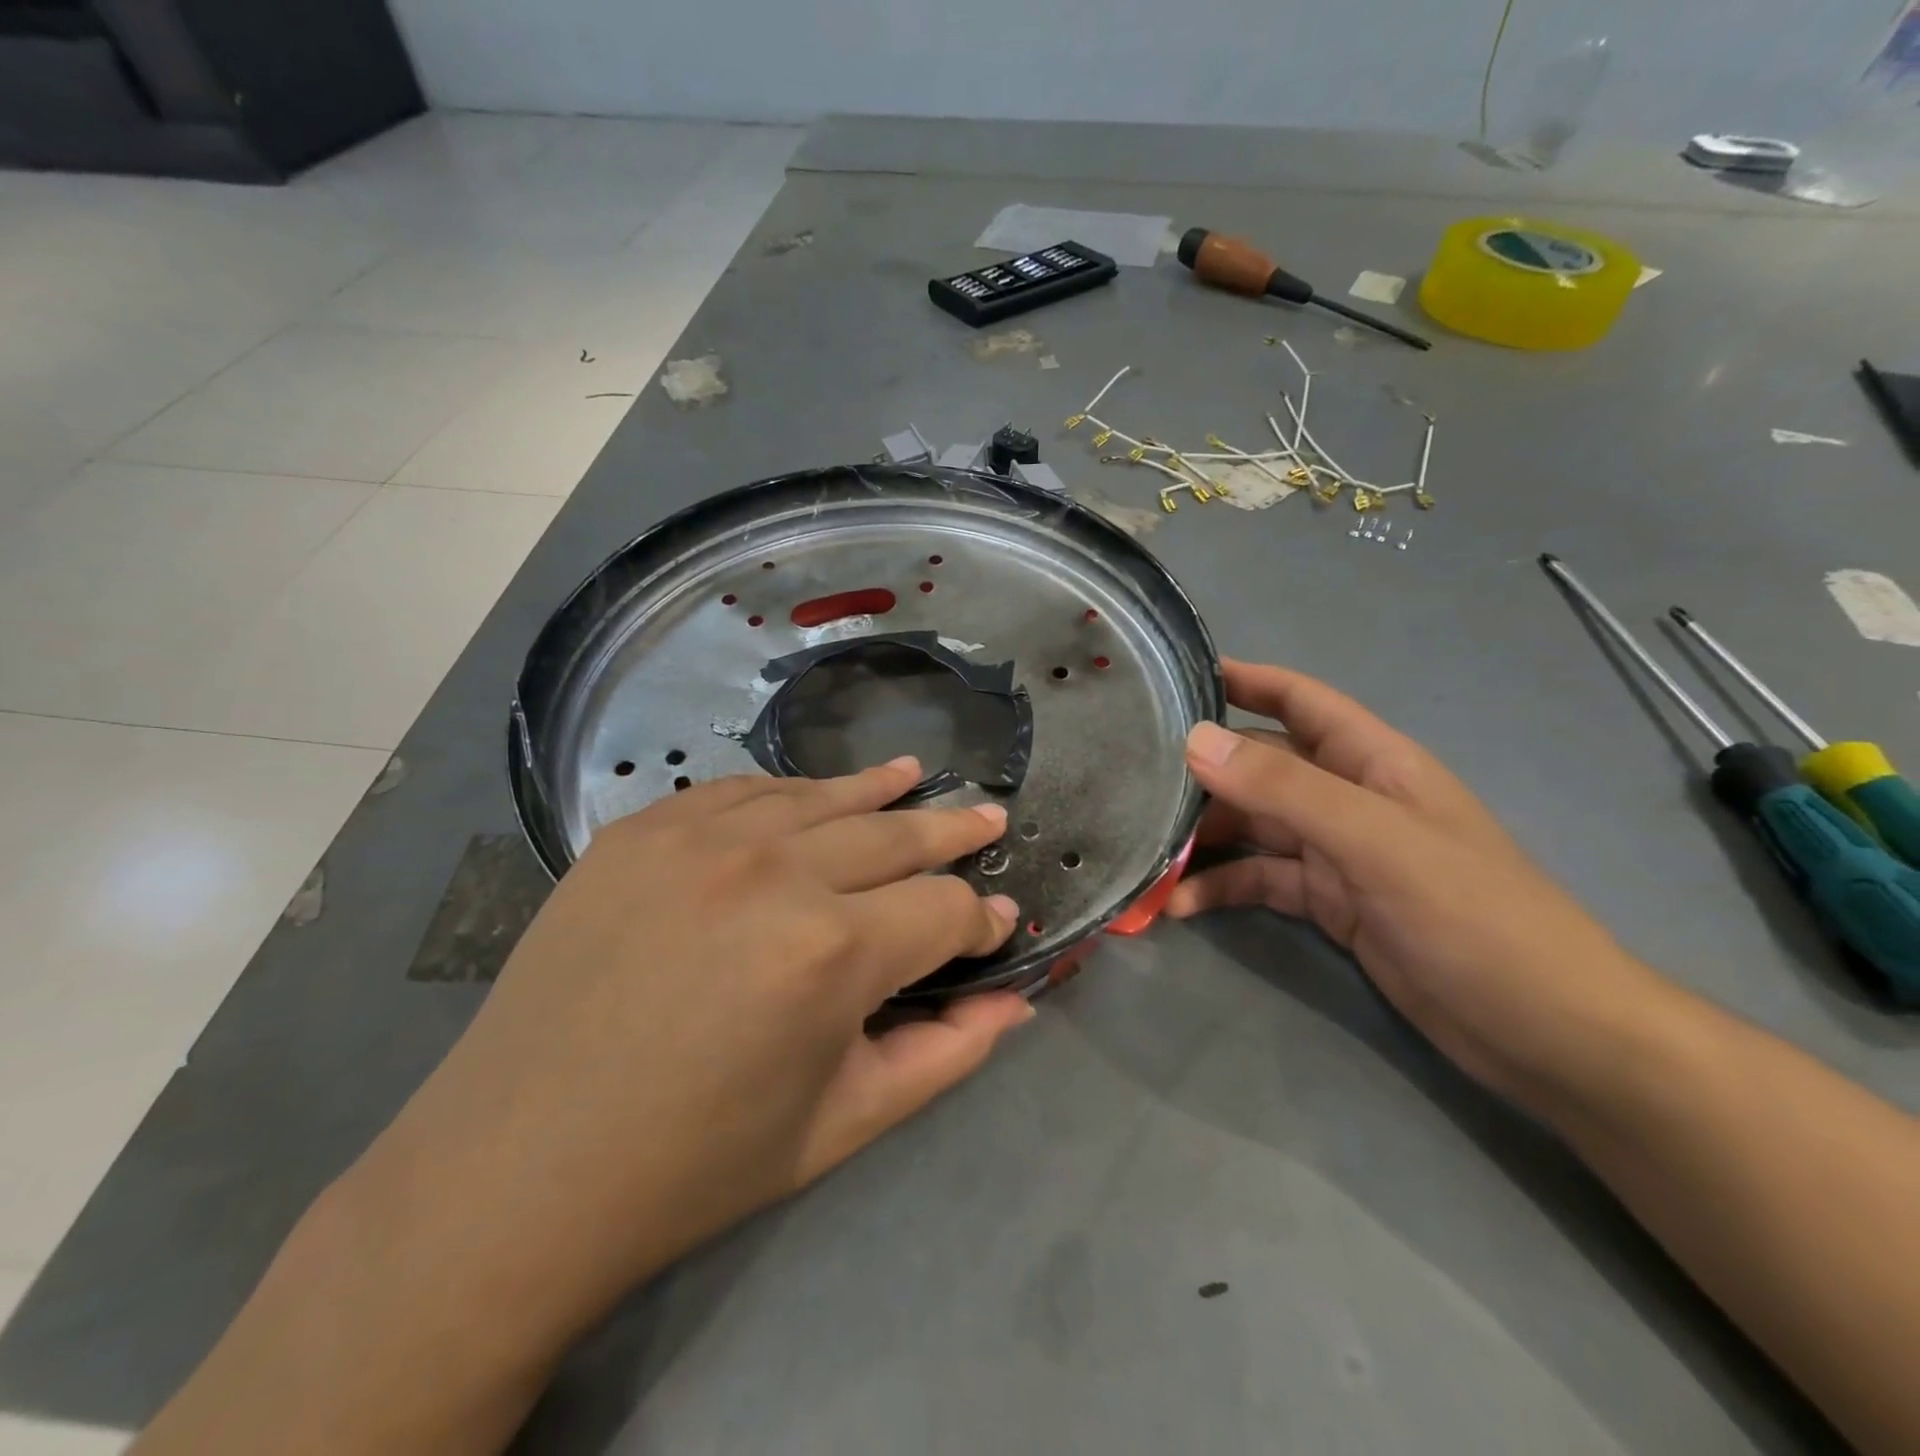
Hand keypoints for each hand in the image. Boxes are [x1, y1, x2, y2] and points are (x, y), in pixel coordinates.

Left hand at [358, 758, 1028, 1339]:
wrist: (516, 1170)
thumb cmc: (696, 1164)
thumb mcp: (842, 1124)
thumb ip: (945, 1054)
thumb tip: (1016, 1000)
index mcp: (832, 953)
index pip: (944, 910)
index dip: (980, 921)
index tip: (996, 926)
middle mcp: (774, 871)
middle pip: (896, 834)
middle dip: (953, 832)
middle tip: (989, 818)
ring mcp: (700, 838)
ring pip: (822, 796)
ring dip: (879, 791)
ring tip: (917, 776)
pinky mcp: (641, 830)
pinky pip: (741, 792)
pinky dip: (790, 794)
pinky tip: (813, 796)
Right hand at [1169, 661, 1676, 1105]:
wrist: (1547, 1033)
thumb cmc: (1474, 917)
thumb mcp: (1375, 841)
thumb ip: (1285, 788)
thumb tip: (1196, 740)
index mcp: (1373, 762)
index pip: (1300, 701)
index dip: (1245, 680)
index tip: (1176, 677)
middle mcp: (1349, 798)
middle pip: (1262, 768)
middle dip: (1203, 772)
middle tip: (1132, 781)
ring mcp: (1338, 854)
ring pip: (1254, 828)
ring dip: (1202, 839)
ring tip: (1143, 851)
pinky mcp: (1330, 905)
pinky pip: (1261, 882)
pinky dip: (1220, 890)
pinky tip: (1180, 908)